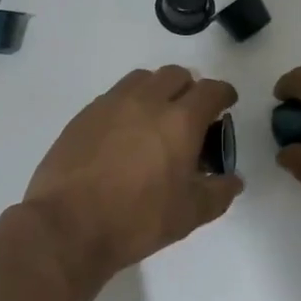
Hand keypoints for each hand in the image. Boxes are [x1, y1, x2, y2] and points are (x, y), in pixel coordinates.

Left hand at [23, 66, 242, 292]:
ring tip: (155, 120)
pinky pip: (114, 96)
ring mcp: (111, 104)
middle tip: (190, 117)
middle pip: (176, 75)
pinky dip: (128, 105)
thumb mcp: (190, 214)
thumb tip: (233, 180)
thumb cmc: (137, 219)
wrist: (67, 225)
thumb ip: (219, 192)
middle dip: (189, 89)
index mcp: (180, 120)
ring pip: (142, 79)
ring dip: (157, 90)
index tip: (226, 105)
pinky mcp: (84, 115)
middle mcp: (147, 101)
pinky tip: (124, 134)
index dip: (223, 94)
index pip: (211, 90)